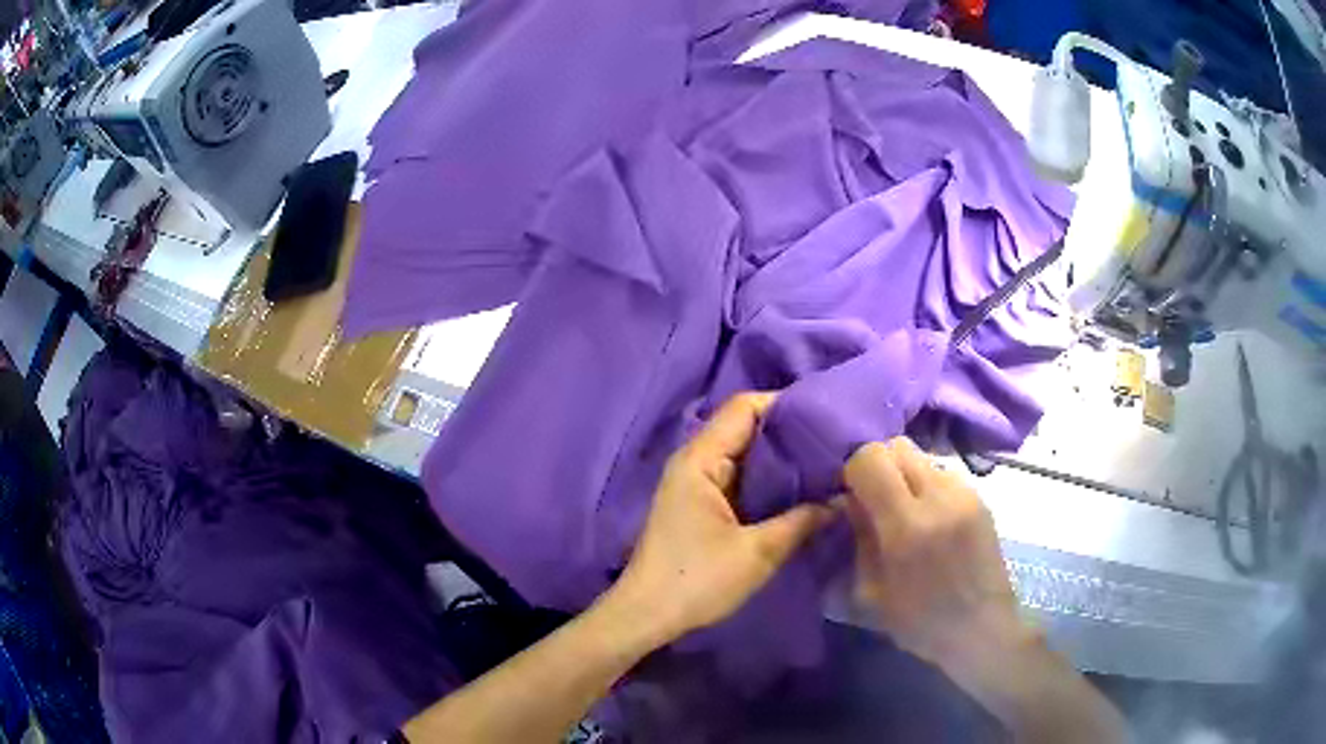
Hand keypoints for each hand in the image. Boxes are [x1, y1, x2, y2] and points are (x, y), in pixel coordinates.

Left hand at [611, 393, 837, 643]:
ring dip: (781, 459)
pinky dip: (768, 481)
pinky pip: (740, 479)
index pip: (745, 407)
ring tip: (827, 464)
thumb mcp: (758, 553)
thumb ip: (803, 521)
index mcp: (701, 459)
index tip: (827, 415)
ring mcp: (696, 484)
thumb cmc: (696, 580)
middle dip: (789, 432)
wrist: (646, 616)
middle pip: (745, 427)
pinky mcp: (700, 506)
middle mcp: (696, 462)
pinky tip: (799, 492)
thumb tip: (843, 500)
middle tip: (836, 442)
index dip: (785, 403)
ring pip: (744, 455)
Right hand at [843, 438, 1028, 673]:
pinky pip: (943, 473)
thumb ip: (859, 537)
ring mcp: (964, 494)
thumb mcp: (871, 592)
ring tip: (905, 512)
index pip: (871, 458)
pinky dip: (927, 487)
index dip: (853, 471)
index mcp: (907, 526)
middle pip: (898, 446)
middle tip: (875, 500)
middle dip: (879, 466)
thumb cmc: (920, 622)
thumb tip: (848, 501)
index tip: (851, 497)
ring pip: (922, 456)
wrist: (982, 629)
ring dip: (905, 475)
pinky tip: (931, 521)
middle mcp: (938, 497)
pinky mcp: (980, 498)